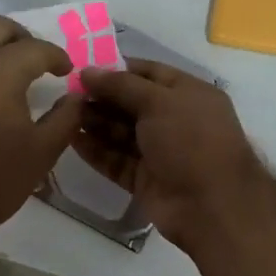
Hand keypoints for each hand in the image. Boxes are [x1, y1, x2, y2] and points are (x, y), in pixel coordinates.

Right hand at [74, 59, 268, 248]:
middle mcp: (175, 120)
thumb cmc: (191, 141)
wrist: (211, 205)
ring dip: (95, 123)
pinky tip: (71, 140)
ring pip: (121, 133)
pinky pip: (116, 160)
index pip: (149, 73)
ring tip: (64, 115)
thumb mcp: (158, 102)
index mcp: (189, 94)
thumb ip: (121, 85)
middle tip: (67, 94)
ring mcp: (160, 152)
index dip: (117, 70)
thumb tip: (87, 72)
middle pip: (131, 104)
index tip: (84, 70)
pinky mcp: (145, 179)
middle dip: (101, 98)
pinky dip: (96, 151)